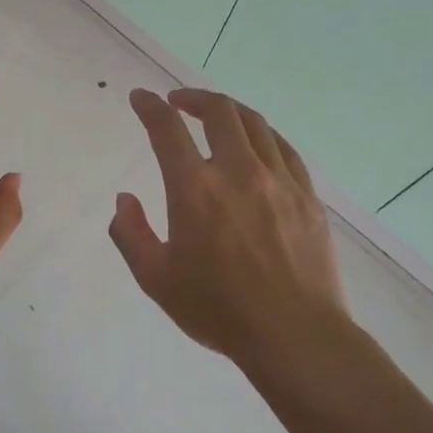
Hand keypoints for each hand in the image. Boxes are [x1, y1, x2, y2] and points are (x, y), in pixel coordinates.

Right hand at [110, 88, 352, 376]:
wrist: (294, 335)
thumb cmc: (217, 309)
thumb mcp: (155, 278)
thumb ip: (130, 232)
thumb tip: (125, 199)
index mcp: (195, 188)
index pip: (167, 129)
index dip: (149, 107)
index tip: (140, 98)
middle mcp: (238, 171)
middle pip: (218, 111)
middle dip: (193, 97)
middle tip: (178, 101)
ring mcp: (279, 180)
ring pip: (255, 123)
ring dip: (229, 109)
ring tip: (215, 114)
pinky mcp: (307, 196)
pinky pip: (285, 148)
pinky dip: (263, 134)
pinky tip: (257, 143)